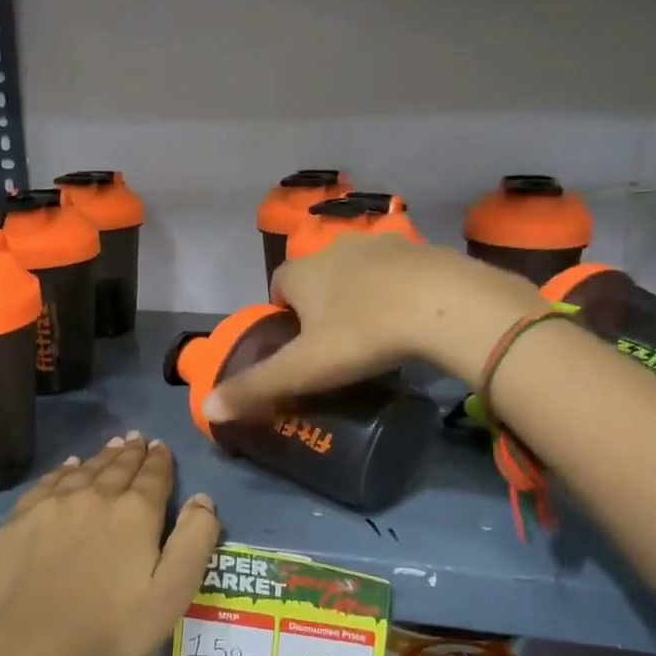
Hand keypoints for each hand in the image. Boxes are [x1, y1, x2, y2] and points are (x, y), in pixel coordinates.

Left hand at [0, 435, 219, 655]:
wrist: (30, 649)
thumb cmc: (111, 629)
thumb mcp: (171, 594)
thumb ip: (194, 541)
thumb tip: (202, 499)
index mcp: (135, 512)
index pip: (154, 475)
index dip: (160, 460)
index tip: (161, 447)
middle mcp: (95, 495)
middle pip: (118, 466)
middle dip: (132, 453)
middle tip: (138, 439)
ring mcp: (53, 504)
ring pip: (84, 469)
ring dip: (102, 456)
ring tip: (112, 446)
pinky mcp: (21, 519)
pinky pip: (49, 482)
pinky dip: (64, 470)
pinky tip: (68, 467)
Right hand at [206, 236, 548, 420]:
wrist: (448, 306)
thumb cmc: (364, 334)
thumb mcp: (304, 369)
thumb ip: (255, 387)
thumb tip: (207, 410)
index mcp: (303, 272)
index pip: (277, 286)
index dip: (281, 314)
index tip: (296, 346)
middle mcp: (336, 249)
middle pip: (317, 278)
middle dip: (319, 305)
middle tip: (335, 347)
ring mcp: (382, 245)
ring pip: (358, 272)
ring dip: (359, 295)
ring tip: (374, 334)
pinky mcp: (423, 251)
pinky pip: (398, 272)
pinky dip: (397, 291)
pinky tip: (412, 320)